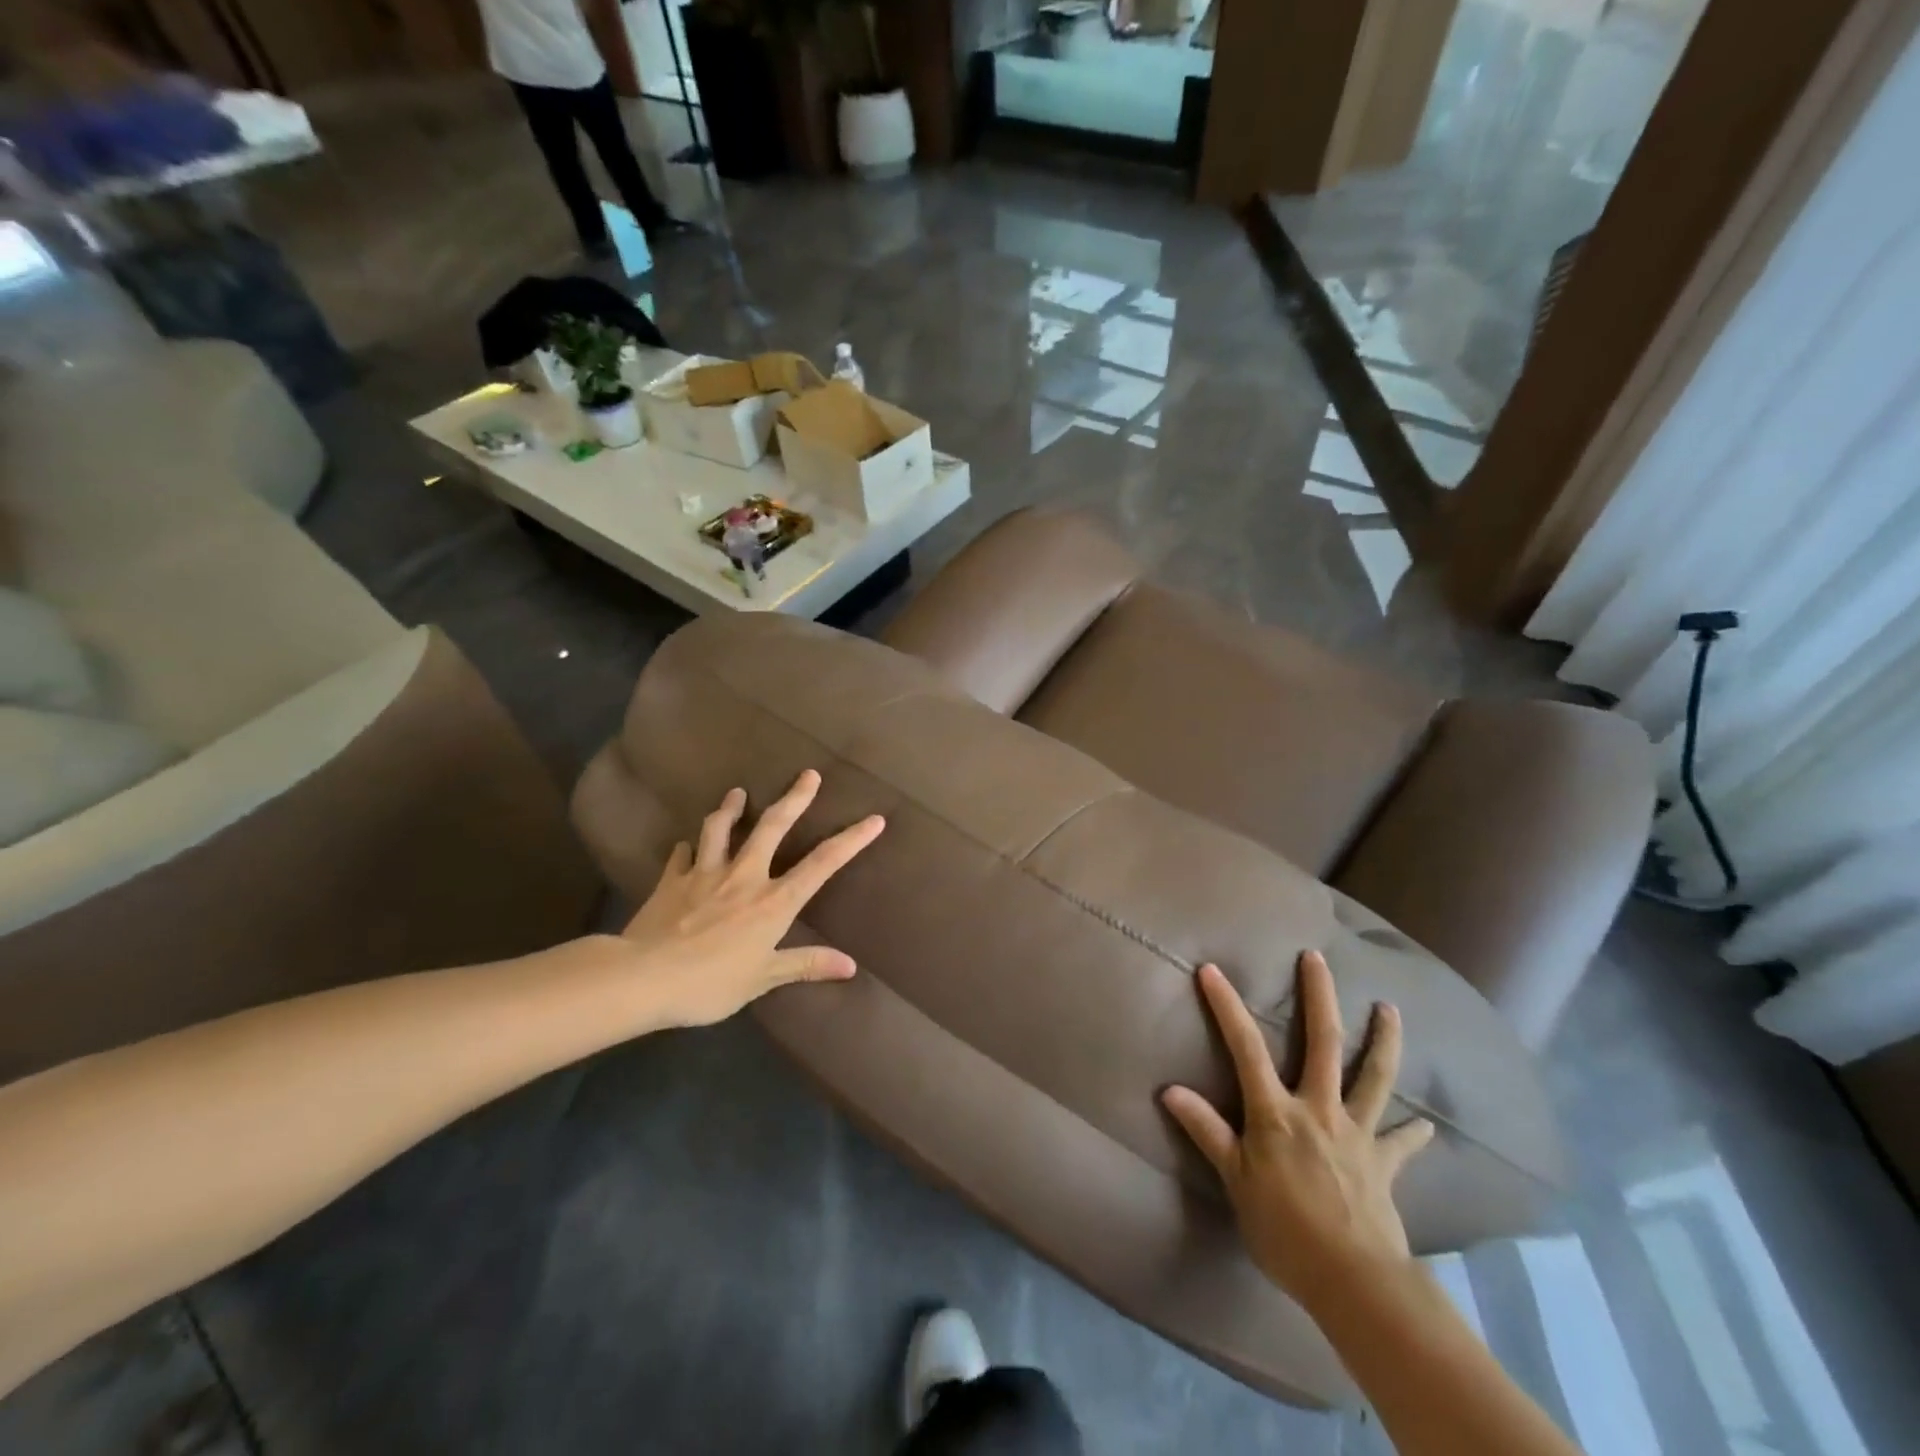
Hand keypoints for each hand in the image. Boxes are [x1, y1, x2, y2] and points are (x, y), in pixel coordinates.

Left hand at [620, 770, 884, 1027]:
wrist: (643, 978)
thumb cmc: (710, 983)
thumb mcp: (763, 979)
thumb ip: (805, 965)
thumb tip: (850, 966)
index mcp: (773, 902)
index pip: (821, 864)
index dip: (851, 840)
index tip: (874, 819)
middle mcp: (744, 877)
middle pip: (773, 827)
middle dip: (794, 798)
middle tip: (808, 774)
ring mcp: (705, 873)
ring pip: (720, 829)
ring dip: (731, 808)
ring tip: (737, 793)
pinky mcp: (671, 880)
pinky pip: (682, 855)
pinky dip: (687, 848)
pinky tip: (686, 845)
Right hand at [1161, 952, 1434, 1312]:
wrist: (1354, 1282)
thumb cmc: (1284, 1229)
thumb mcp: (1235, 1181)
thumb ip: (1207, 1131)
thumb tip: (1170, 1090)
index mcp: (1277, 1112)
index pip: (1245, 1048)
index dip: (1227, 1007)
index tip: (1212, 970)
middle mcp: (1319, 1109)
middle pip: (1323, 1043)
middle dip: (1319, 997)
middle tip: (1317, 959)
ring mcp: (1357, 1133)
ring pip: (1373, 1077)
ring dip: (1383, 1041)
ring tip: (1391, 1010)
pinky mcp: (1384, 1164)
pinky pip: (1401, 1144)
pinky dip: (1414, 1134)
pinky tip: (1428, 1126)